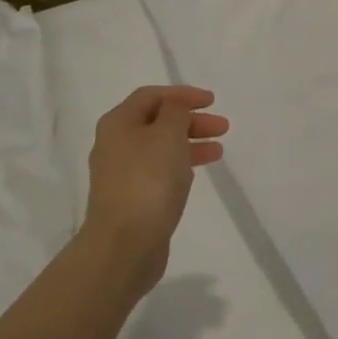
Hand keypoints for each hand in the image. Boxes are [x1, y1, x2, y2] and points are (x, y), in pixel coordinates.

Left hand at [83, 85, 228, 300]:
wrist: (124, 244)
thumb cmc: (148, 180)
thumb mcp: (168, 134)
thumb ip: (176, 111)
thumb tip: (175, 107)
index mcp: (118, 123)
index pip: (151, 96)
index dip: (183, 94)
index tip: (213, 101)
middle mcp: (115, 144)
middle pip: (157, 121)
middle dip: (191, 120)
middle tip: (222, 127)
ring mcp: (121, 173)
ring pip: (160, 148)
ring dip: (190, 143)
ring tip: (219, 150)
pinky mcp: (131, 198)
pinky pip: (158, 171)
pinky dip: (180, 165)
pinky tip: (197, 172)